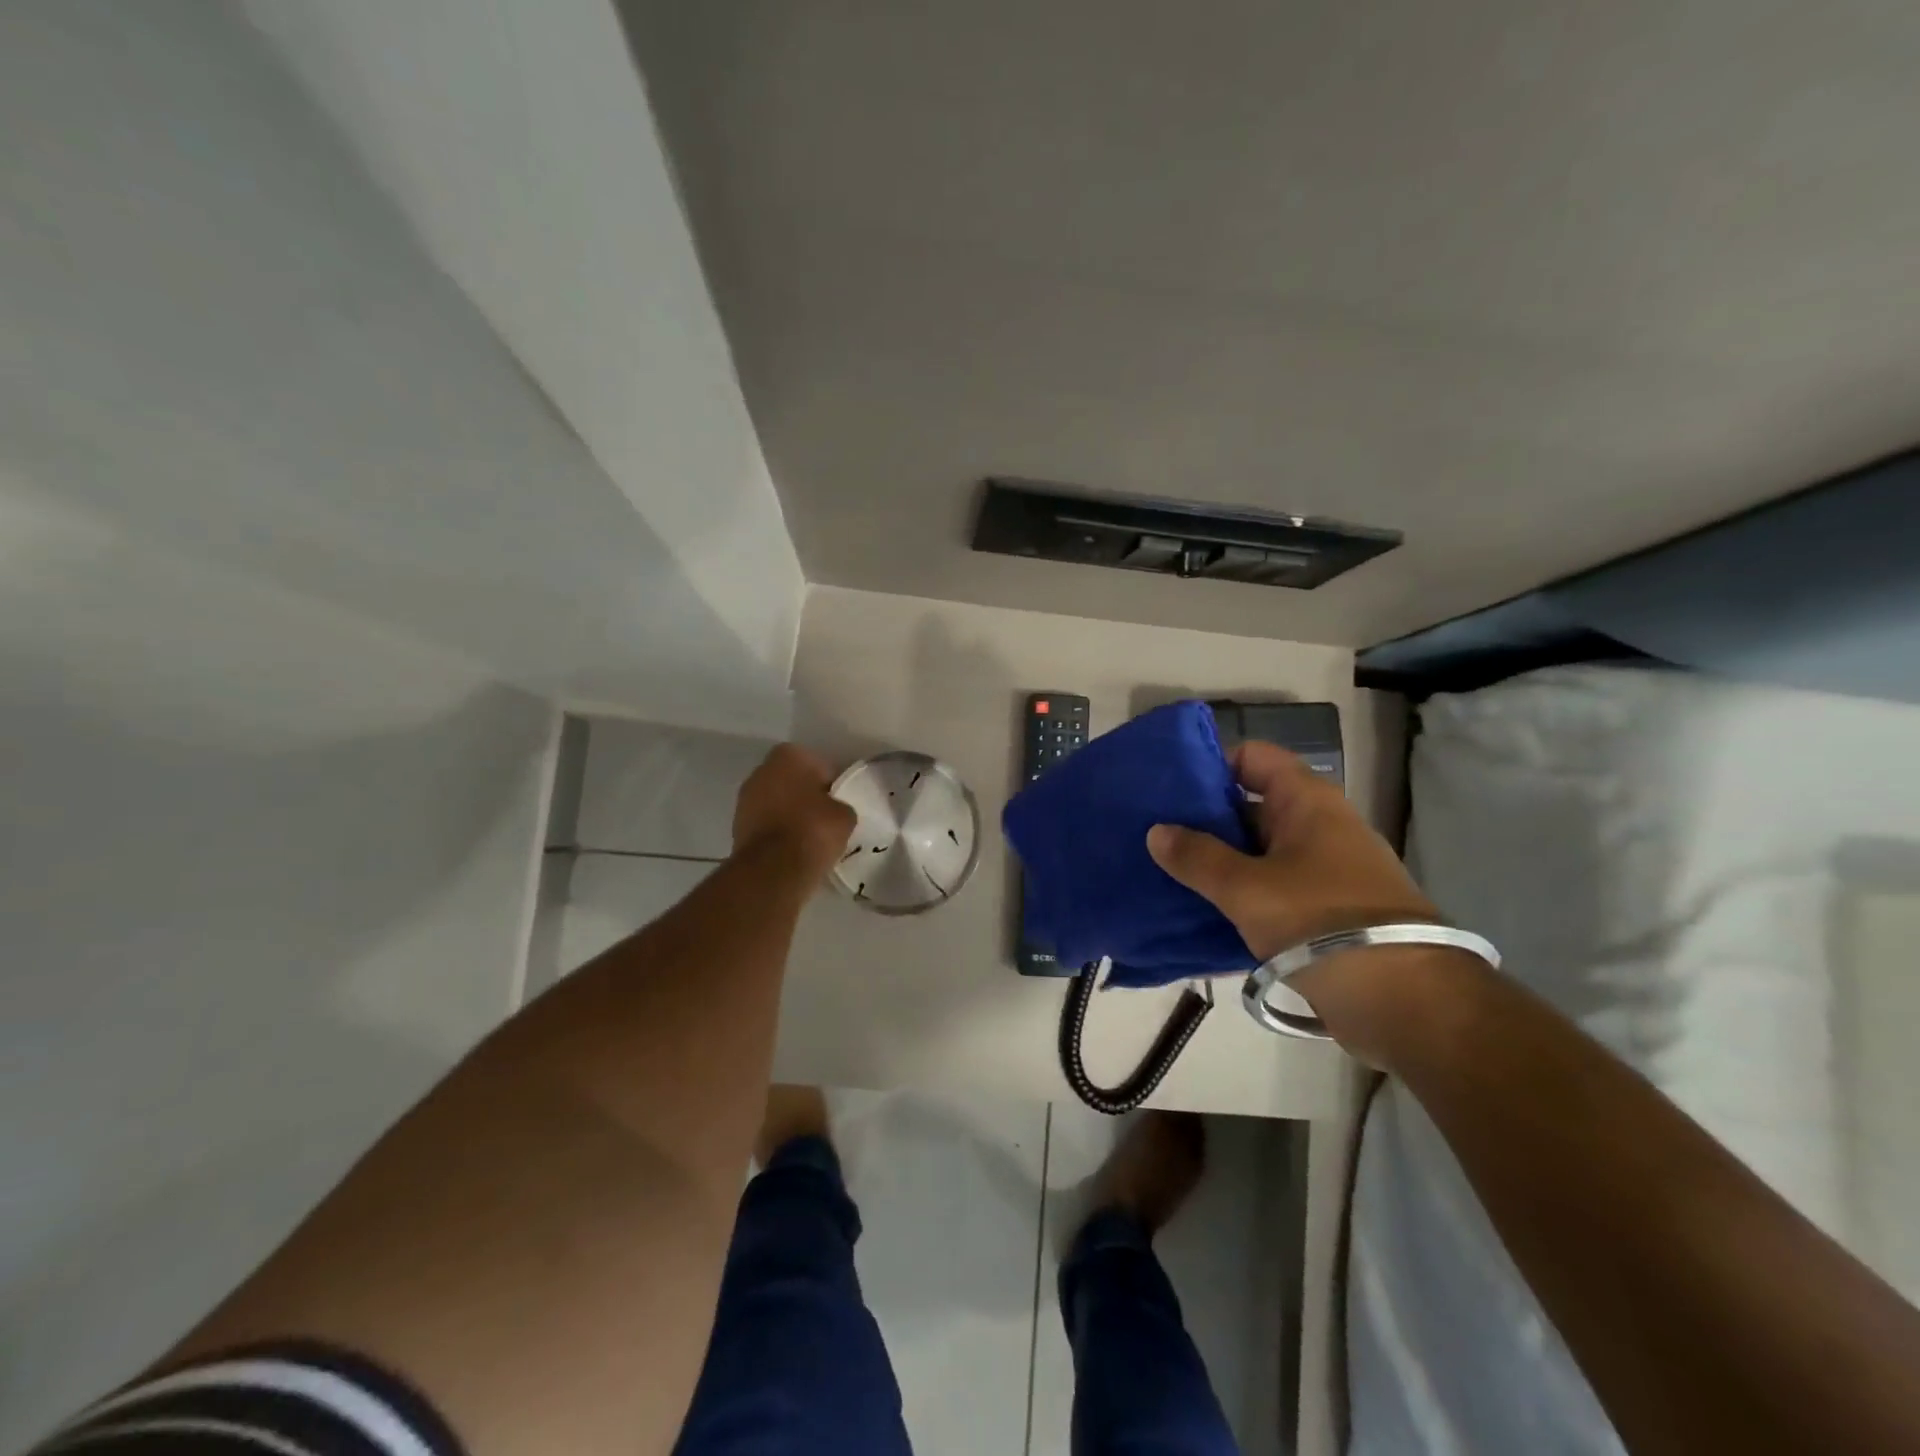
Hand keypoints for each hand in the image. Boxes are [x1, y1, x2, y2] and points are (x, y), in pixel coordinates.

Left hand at [732, 744, 855, 886]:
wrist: (773, 869)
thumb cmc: (813, 830)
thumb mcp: (845, 816)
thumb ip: (840, 805)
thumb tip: (834, 811)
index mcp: (790, 755)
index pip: (818, 764)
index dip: (831, 784)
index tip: (838, 802)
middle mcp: (762, 769)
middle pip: (792, 780)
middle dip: (806, 795)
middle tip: (824, 817)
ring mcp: (745, 797)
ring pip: (776, 801)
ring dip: (789, 813)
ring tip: (809, 836)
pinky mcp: (737, 825)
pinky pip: (765, 822)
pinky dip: (777, 831)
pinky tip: (791, 847)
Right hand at [1146, 741, 1435, 958]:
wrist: (1407, 1002)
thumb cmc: (1321, 923)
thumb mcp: (1246, 888)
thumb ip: (1197, 857)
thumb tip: (1157, 831)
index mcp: (1306, 802)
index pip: (1253, 757)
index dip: (1211, 764)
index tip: (1168, 786)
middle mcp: (1317, 826)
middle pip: (1249, 805)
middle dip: (1202, 819)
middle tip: (1153, 833)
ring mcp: (1322, 871)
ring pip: (1256, 853)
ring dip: (1216, 863)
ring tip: (1165, 873)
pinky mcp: (1323, 912)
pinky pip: (1269, 890)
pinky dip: (1237, 897)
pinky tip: (1197, 913)